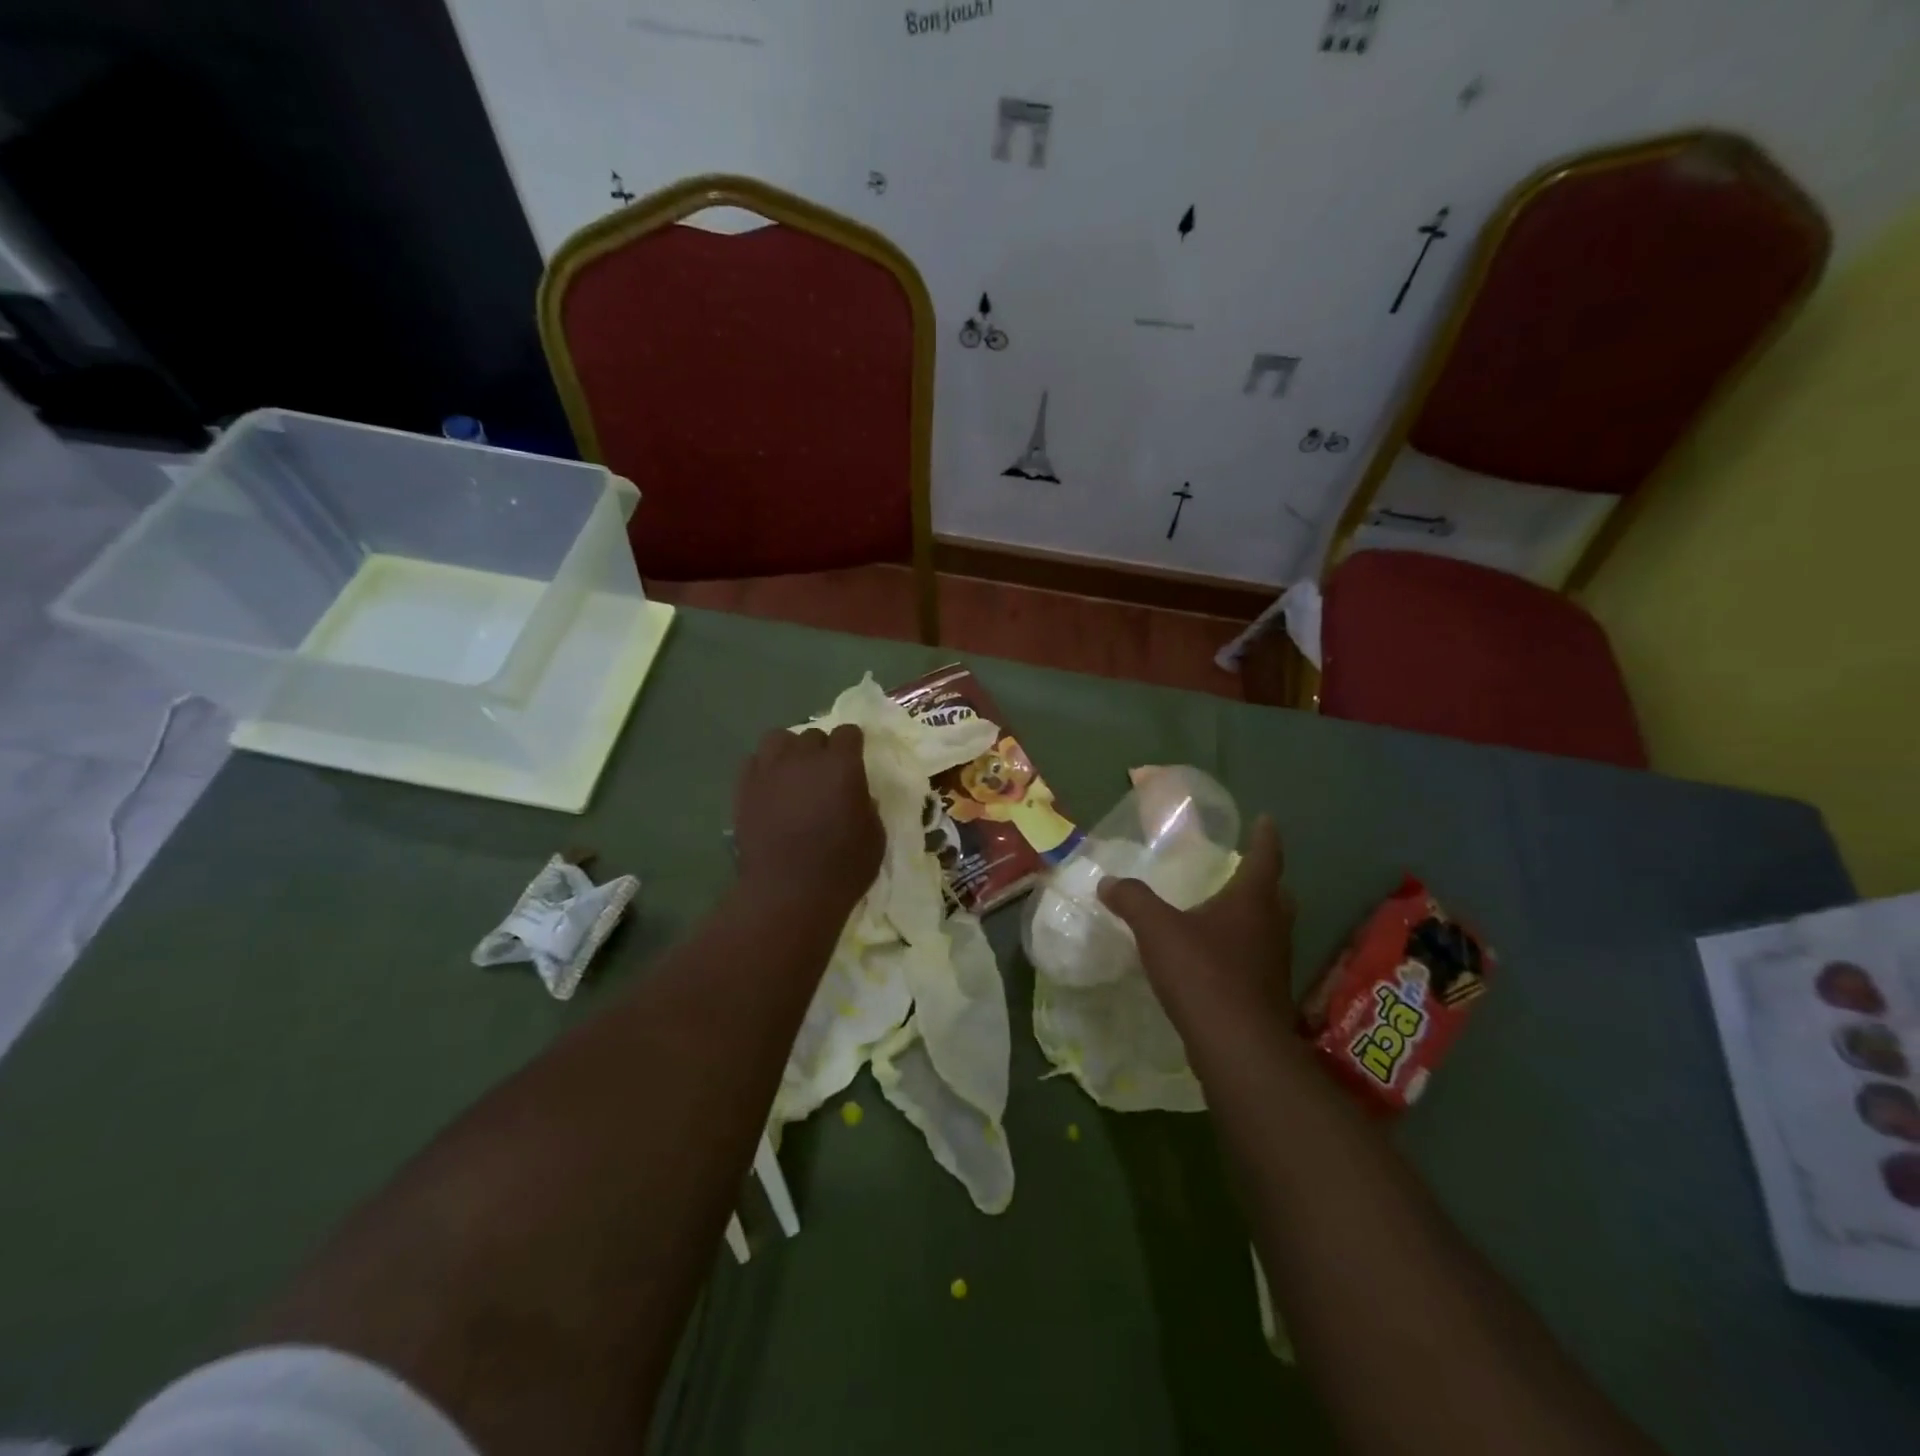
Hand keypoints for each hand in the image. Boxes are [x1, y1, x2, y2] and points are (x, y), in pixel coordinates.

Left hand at [733, 724, 884, 914]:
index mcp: (842, 765)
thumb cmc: (842, 867)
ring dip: (790, 750)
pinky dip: (765, 768)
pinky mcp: (744, 789)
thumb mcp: (874, 837)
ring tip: (794, 772)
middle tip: (825, 774)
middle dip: (822, 749)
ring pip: (778, 739)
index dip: (853, 744)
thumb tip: (858, 796)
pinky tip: (771, 787)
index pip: (849, 732)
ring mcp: (770, 771)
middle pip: (813, 734)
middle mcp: (804, 758)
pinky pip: (754, 761)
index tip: (855, 758)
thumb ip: (867, 807)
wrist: (787, 892)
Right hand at [1098, 816, 1295, 1030]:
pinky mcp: (1268, 995)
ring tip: (1226, 913)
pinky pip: (1258, 960)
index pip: (1265, 858)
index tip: (1267, 820)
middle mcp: (1272, 928)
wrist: (1237, 1046)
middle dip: (1265, 881)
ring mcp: (1274, 964)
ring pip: (1271, 929)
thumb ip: (1132, 900)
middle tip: (1245, 871)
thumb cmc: (1202, 973)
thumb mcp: (1157, 929)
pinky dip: (1243, 951)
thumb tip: (1108, 882)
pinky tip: (1217, 959)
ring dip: (1255, 918)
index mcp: (1252, 902)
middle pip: (1277, 895)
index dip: (1266, 837)